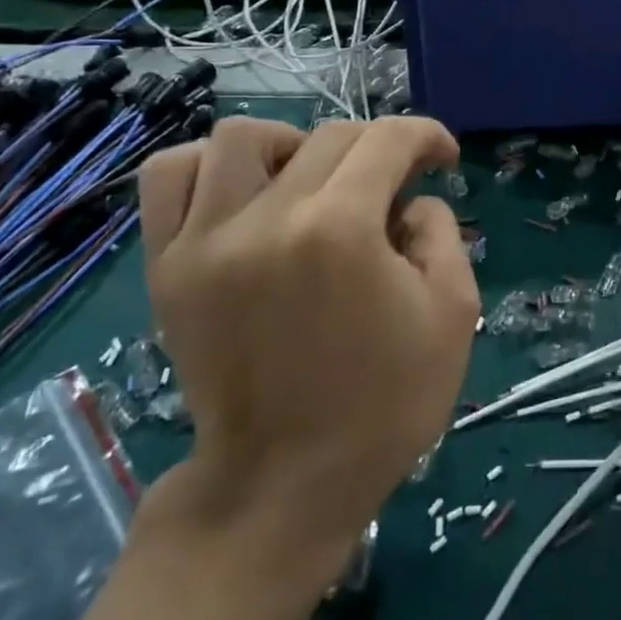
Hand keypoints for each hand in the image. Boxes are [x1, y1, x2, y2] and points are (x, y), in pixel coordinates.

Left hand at [137, 117, 479, 553]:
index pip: (387, 140)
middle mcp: (265, 219)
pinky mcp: (167, 266)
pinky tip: (244, 193)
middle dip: (377, 148)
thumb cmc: (384, 404)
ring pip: (241, 137)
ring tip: (313, 182)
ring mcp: (204, 240)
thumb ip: (442, 233)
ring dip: (293, 145)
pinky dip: (209, 165)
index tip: (442, 159)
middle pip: (327, 136)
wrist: (284, 483)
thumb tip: (410, 200)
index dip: (426, 136)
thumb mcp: (454, 315)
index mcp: (340, 231)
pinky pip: (170, 177)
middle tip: (394, 185)